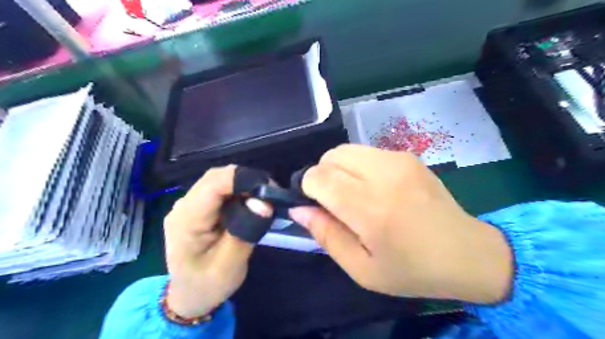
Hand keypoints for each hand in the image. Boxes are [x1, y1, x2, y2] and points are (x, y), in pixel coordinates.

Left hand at [163, 165, 271, 319]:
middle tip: (271, 195)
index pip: (214, 184)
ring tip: (264, 199)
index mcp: (187, 219)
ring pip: (219, 180)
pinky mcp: (197, 207)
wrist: (189, 296)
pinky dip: (238, 191)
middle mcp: (183, 205)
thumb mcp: (230, 266)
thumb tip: (264, 202)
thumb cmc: (208, 284)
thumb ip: (245, 231)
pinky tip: (249, 204)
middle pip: (217, 177)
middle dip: (247, 180)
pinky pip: (219, 189)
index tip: (270, 190)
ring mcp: (188, 204)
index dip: (244, 179)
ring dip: (244, 185)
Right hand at [290, 144, 511, 302]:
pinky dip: (357, 166)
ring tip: (353, 194)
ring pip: (346, 149)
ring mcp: (398, 160)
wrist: (467, 253)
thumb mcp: (361, 268)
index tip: (315, 204)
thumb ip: (326, 235)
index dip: (307, 187)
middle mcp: (384, 175)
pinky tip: (373, 187)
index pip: (319, 177)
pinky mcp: (407, 156)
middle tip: (334, 202)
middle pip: (330, 157)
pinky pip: (366, 152)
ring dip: (338, 169)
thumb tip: (298, 208)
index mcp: (371, 209)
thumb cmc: (411, 269)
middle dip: (322, 175)